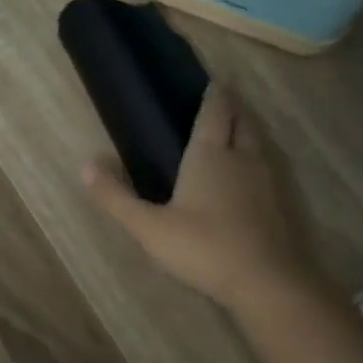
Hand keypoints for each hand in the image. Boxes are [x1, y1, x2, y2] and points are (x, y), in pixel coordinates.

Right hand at [83, 80, 318, 310]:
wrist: (264, 282)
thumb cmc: (202, 247)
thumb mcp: (148, 226)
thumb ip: (116, 197)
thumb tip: (85, 165)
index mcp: (209, 155)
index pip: (215, 112)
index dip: (214, 94)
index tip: (212, 80)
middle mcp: (241, 159)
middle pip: (242, 122)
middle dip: (233, 108)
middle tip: (221, 101)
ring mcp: (265, 181)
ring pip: (257, 144)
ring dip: (246, 131)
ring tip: (233, 131)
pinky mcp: (277, 205)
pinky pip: (266, 169)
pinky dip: (255, 160)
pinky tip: (246, 177)